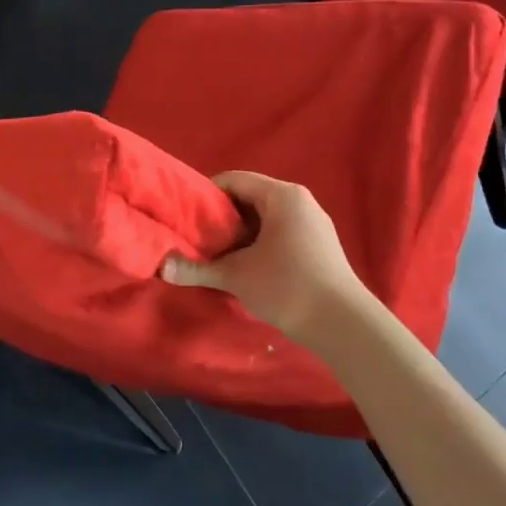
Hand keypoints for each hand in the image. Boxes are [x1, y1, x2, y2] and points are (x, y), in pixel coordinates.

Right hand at [161, 171, 370, 341]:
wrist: (344, 325)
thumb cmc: (287, 286)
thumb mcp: (235, 276)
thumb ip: (196, 268)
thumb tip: (160, 266)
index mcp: (281, 196)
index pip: (233, 181)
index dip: (206, 196)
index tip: (187, 217)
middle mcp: (300, 201)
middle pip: (249, 198)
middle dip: (222, 217)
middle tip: (199, 238)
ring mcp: (313, 223)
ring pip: (265, 218)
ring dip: (240, 234)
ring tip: (218, 254)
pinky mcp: (320, 245)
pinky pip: (281, 232)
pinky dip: (259, 243)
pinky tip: (247, 267)